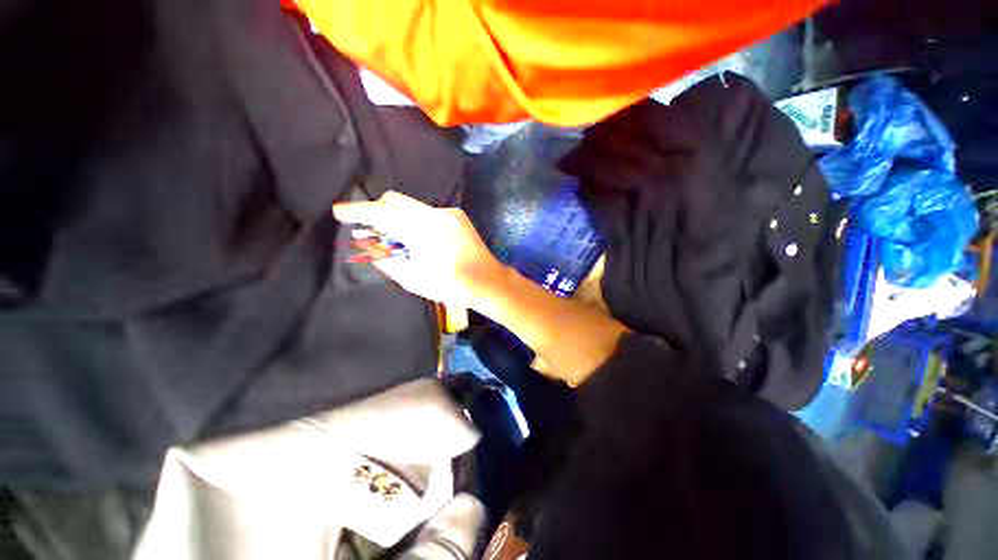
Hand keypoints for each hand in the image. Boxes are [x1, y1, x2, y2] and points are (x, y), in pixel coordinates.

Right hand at [333, 192, 504, 307]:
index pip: (382, 214)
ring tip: (398, 237)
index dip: (358, 211)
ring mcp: (448, 213)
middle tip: (371, 228)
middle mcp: (434, 215)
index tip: (339, 212)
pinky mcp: (458, 215)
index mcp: (421, 232)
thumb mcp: (413, 279)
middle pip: (395, 200)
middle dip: (378, 210)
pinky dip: (418, 220)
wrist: (486, 279)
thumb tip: (369, 244)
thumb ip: (387, 259)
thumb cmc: (450, 285)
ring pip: (412, 205)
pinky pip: (428, 212)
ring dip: (398, 216)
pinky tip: (423, 238)